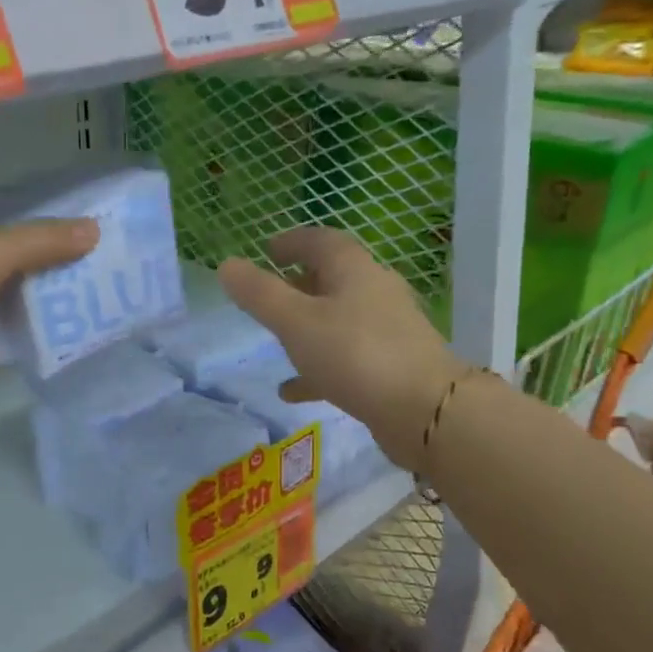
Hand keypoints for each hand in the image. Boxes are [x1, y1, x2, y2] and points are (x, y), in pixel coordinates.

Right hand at [216, 227, 463, 465]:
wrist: (425, 410)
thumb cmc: (355, 354)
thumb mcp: (296, 322)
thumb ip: (260, 295)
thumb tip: (227, 265)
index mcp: (354, 270)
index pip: (321, 241)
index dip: (292, 242)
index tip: (266, 250)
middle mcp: (375, 292)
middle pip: (334, 278)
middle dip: (299, 283)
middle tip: (269, 294)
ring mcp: (387, 330)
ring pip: (339, 319)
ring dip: (308, 326)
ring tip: (277, 340)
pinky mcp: (391, 365)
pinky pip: (347, 358)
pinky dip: (318, 367)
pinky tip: (292, 390)